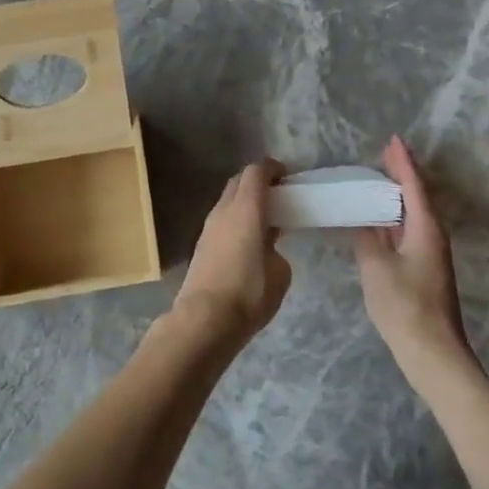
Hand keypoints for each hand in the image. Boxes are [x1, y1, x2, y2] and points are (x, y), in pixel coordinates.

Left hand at [173, 160, 289, 346]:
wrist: (204, 319)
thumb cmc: (248, 293)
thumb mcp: (279, 273)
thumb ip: (276, 250)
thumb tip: (267, 249)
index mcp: (246, 208)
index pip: (256, 171)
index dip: (272, 168)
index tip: (287, 176)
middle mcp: (224, 210)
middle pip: (239, 181)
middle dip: (258, 182)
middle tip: (278, 195)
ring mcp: (209, 227)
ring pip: (228, 200)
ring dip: (245, 201)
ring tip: (266, 220)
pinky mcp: (201, 244)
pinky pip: (222, 220)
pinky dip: (236, 219)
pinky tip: (249, 240)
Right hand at [355, 137, 475, 386]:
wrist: (434, 355)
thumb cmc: (405, 306)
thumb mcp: (376, 268)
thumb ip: (366, 239)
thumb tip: (363, 223)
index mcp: (425, 228)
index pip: (413, 185)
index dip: (402, 161)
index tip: (393, 139)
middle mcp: (432, 236)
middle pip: (417, 196)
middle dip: (401, 174)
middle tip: (382, 155)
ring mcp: (430, 254)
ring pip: (413, 215)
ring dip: (397, 196)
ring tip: (376, 180)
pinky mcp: (424, 270)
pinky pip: (408, 231)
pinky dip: (393, 218)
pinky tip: (377, 221)